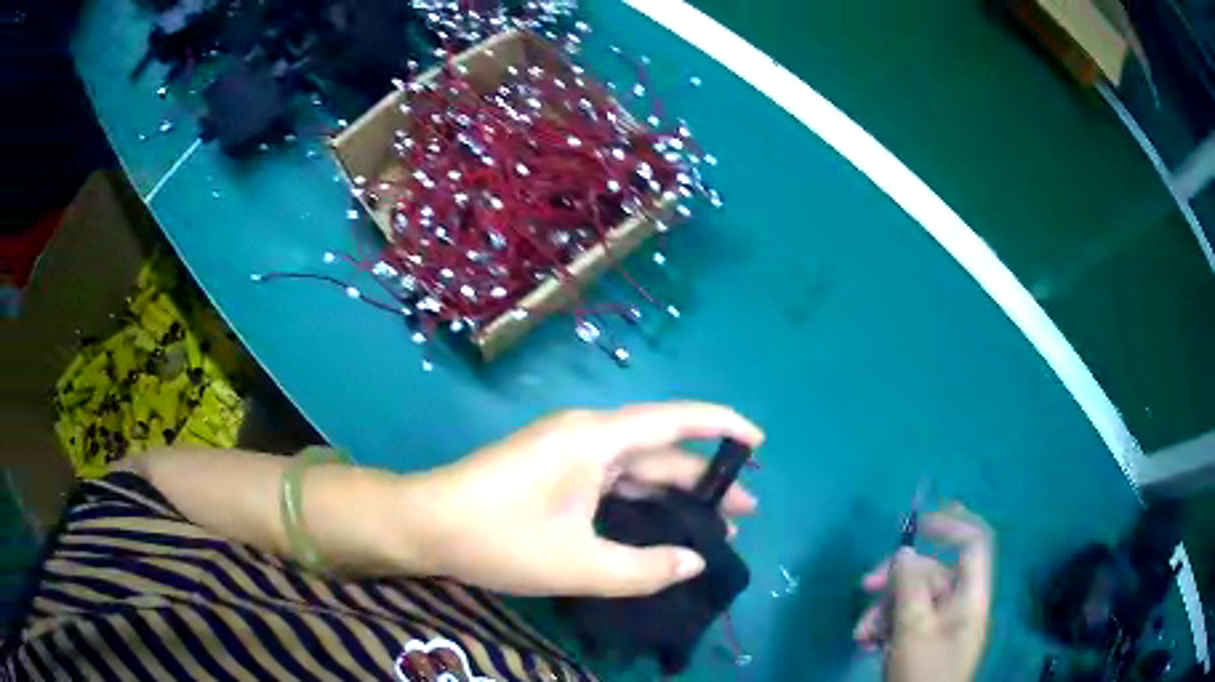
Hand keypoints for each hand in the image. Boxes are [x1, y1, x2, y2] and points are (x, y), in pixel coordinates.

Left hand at [399, 402, 762, 596]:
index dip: (721, 427)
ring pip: (634, 469)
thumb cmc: (499, 538)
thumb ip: (643, 568)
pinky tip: (658, 526)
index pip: (674, 421)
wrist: (425, 525)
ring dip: (672, 494)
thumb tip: (696, 562)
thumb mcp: (577, 563)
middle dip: (704, 479)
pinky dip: (640, 501)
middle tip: (744, 511)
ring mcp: (567, 453)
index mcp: (595, 440)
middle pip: (659, 450)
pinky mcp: (553, 472)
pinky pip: (610, 481)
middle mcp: (586, 437)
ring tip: (712, 525)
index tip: (759, 442)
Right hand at [853, 505, 993, 681]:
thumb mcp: (913, 631)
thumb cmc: (922, 674)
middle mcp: (961, 603)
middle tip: (865, 585)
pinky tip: (867, 642)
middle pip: (933, 570)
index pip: (974, 542)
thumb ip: (909, 588)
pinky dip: (885, 625)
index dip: (951, 523)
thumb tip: (904, 552)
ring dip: (883, 610)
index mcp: (971, 596)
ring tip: (862, 635)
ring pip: (913, 597)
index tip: (916, 523)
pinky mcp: (927, 638)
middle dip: (896, 577)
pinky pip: (907, 618)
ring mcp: (944, 622)